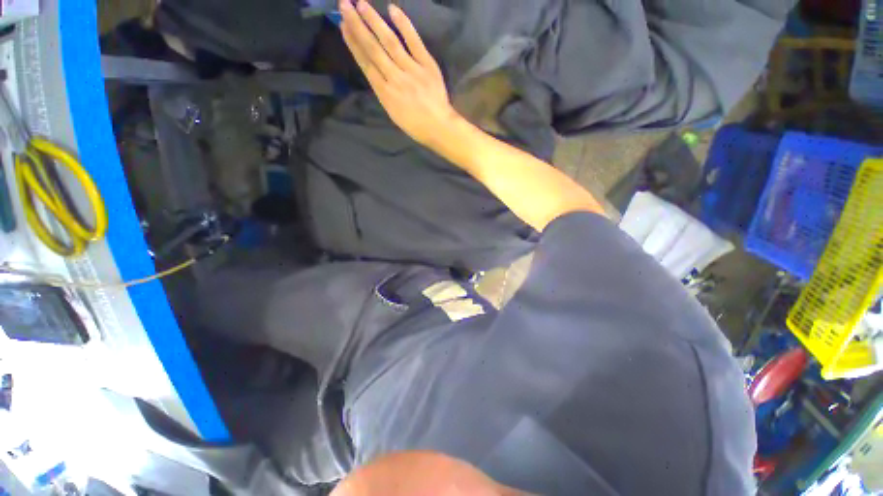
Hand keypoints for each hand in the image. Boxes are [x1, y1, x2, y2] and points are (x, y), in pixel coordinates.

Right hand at [339, 0, 460, 146]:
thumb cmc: (416, 126)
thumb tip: (377, 75)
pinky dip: (404, 25)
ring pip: (390, 42)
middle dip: (357, 26)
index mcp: (385, 93)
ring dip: (374, 21)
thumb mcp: (393, 114)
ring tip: (361, 4)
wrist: (439, 127)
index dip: (353, 44)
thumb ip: (384, 93)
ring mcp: (411, 70)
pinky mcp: (427, 65)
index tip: (343, 26)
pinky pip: (414, 42)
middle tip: (344, 5)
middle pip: (373, 49)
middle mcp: (395, 78)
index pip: (365, 64)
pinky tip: (393, 10)